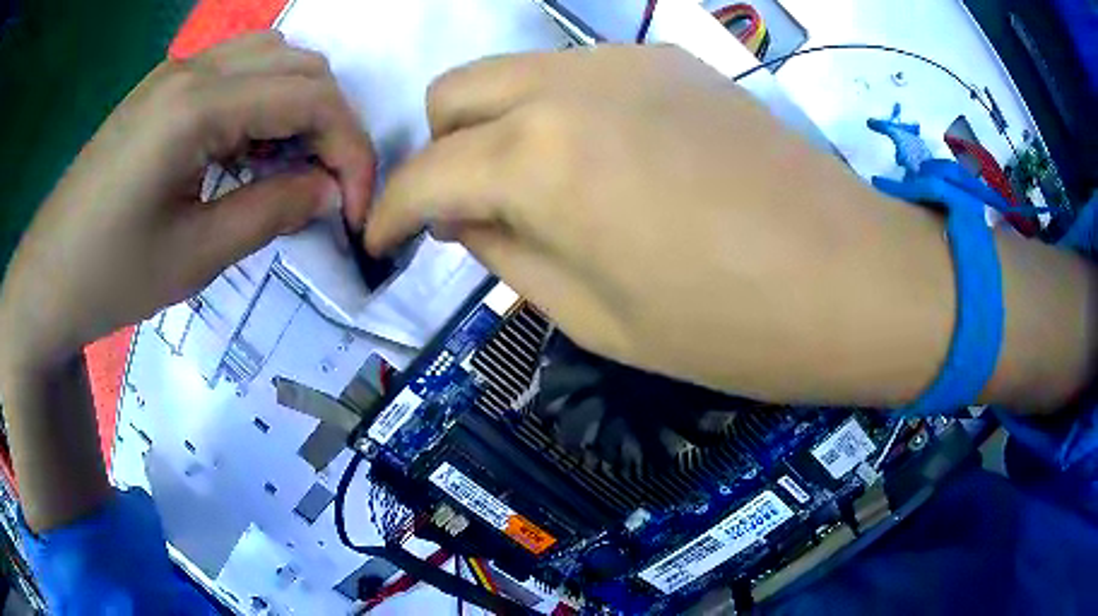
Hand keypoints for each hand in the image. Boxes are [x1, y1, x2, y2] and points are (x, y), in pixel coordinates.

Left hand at [0, 32, 374, 369]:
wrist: (46, 280)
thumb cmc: (110, 278)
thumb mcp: (195, 257)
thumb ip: (272, 212)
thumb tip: (333, 191)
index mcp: (197, 106)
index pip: (311, 98)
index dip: (351, 149)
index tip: (357, 207)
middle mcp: (193, 68)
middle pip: (301, 65)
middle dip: (333, 123)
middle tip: (329, 186)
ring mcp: (175, 72)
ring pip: (273, 57)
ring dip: (299, 105)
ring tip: (288, 165)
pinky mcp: (162, 87)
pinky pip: (236, 70)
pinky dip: (263, 101)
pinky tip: (246, 148)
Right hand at [366, 45, 959, 405]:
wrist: (854, 280)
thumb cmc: (730, 326)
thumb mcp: (594, 315)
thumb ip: (506, 252)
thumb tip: (461, 215)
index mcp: (540, 159)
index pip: (424, 174)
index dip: (390, 212)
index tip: (381, 239)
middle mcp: (570, 85)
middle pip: (454, 93)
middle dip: (440, 151)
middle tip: (469, 210)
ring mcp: (627, 61)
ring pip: (513, 75)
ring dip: (497, 128)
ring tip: (541, 191)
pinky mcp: (672, 61)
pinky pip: (577, 75)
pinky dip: (557, 113)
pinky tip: (605, 162)